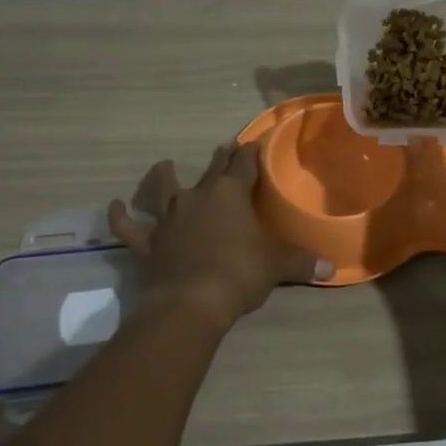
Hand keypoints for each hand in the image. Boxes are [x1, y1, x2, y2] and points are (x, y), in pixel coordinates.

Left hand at [108, 142, 332, 330]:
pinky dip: (119, 217)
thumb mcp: (277, 266)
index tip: (255, 142)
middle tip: (224, 147)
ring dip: (164, 177)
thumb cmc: (239, 275)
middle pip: (212, 171)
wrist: (190, 303)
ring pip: (165, 190)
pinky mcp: (148, 243)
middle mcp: (198, 197)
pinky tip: (113, 206)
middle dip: (221, 159)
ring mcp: (169, 218)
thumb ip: (302, 262)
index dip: (251, 153)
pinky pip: (129, 227)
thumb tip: (332, 267)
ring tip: (165, 165)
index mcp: (231, 194)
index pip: (245, 165)